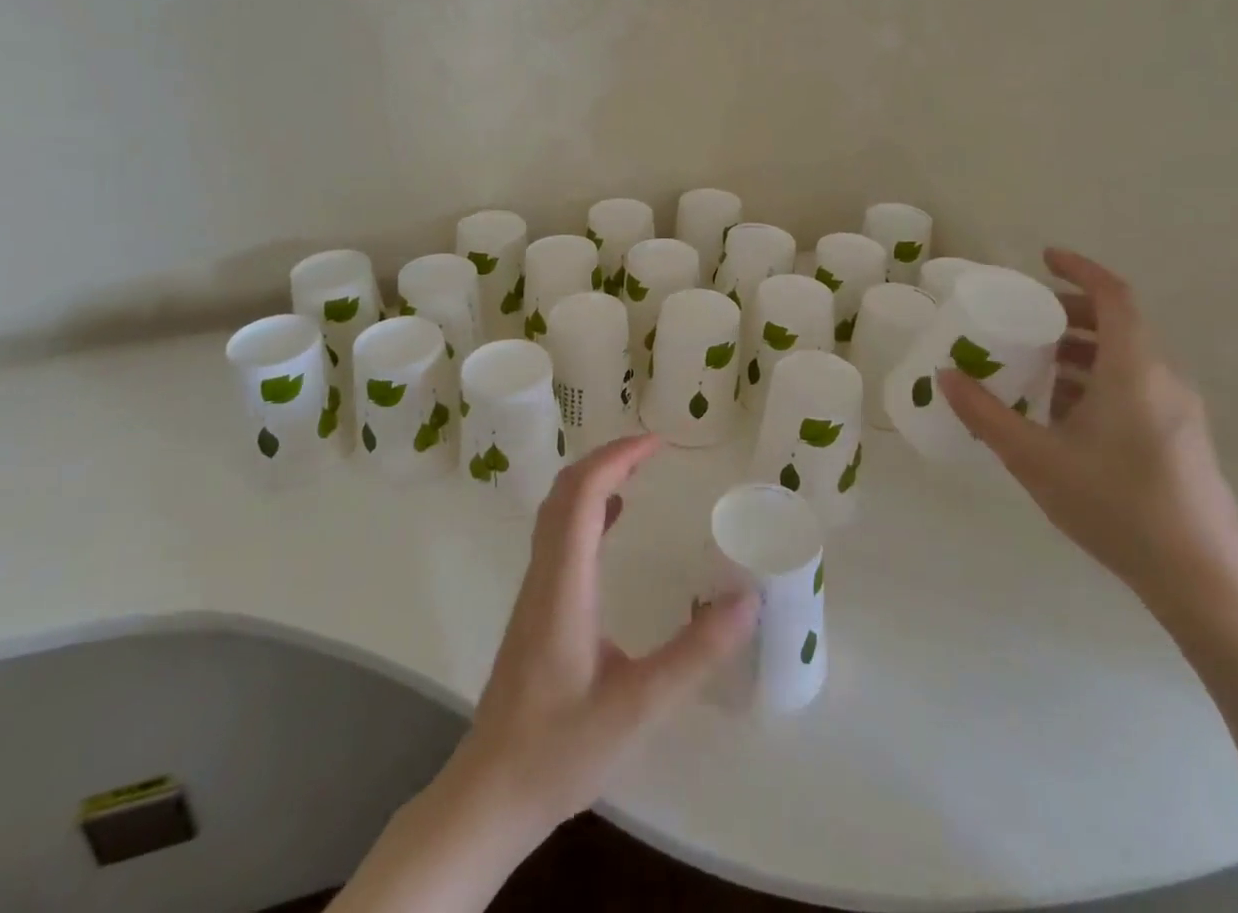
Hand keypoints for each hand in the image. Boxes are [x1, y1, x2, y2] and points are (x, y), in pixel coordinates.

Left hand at [458, 434, 756, 836]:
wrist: (489, 794)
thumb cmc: (559, 751)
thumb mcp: (637, 707)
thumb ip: (694, 654)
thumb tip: (748, 598)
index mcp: (564, 584)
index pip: (581, 494)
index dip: (617, 456)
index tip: (658, 444)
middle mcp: (544, 574)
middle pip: (565, 491)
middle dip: (607, 457)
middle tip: (653, 450)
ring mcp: (536, 590)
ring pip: (557, 511)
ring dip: (594, 479)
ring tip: (637, 471)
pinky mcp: (536, 608)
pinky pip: (559, 536)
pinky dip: (587, 510)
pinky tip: (613, 522)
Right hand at [939, 247, 1237, 622]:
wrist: (1202, 581)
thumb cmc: (1116, 507)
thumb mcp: (1035, 458)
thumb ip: (986, 414)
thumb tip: (946, 375)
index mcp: (1133, 371)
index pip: (1114, 297)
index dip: (1080, 270)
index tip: (1044, 259)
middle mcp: (1163, 380)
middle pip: (1118, 325)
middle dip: (1070, 315)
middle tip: (1026, 322)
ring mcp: (1179, 412)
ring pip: (1127, 359)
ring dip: (1081, 352)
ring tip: (1036, 370)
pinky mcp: (1182, 439)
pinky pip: (1136, 388)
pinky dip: (1098, 381)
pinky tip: (1065, 417)